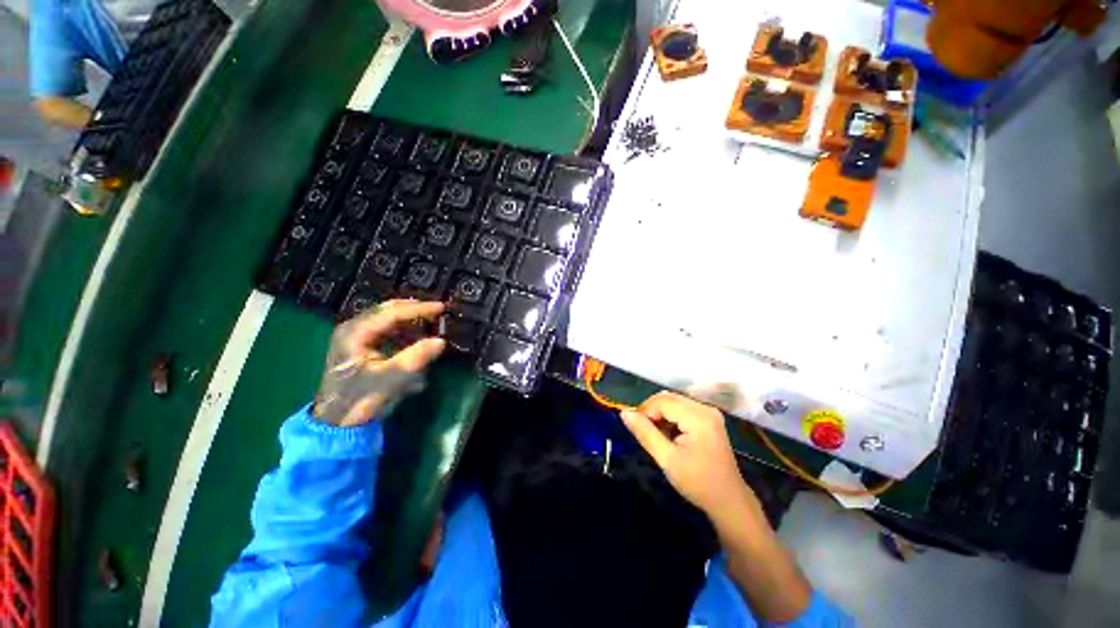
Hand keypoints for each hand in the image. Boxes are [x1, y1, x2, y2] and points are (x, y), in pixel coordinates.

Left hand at [313, 300, 445, 426]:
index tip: (441, 308)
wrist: (337, 423)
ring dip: (410, 321)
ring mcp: (355, 337)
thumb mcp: (391, 378)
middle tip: (437, 312)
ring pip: (387, 319)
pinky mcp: (360, 346)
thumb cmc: (361, 399)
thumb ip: (416, 357)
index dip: (419, 309)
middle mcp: (353, 328)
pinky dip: (403, 331)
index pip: (392, 313)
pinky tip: (416, 338)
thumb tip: (441, 341)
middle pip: (388, 310)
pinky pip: (386, 331)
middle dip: (414, 310)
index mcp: (355, 333)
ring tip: (430, 324)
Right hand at [620, 391, 750, 515]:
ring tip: (656, 435)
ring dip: (660, 414)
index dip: (644, 411)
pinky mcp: (709, 418)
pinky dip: (670, 417)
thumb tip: (624, 413)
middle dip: (651, 411)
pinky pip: (682, 409)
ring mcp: (709, 412)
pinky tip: (669, 435)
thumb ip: (645, 433)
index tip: (636, 428)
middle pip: (668, 398)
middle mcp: (705, 408)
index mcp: (698, 417)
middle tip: (643, 431)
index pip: (662, 401)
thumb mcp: (667, 459)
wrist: (729, 501)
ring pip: (674, 402)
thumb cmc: (698, 482)